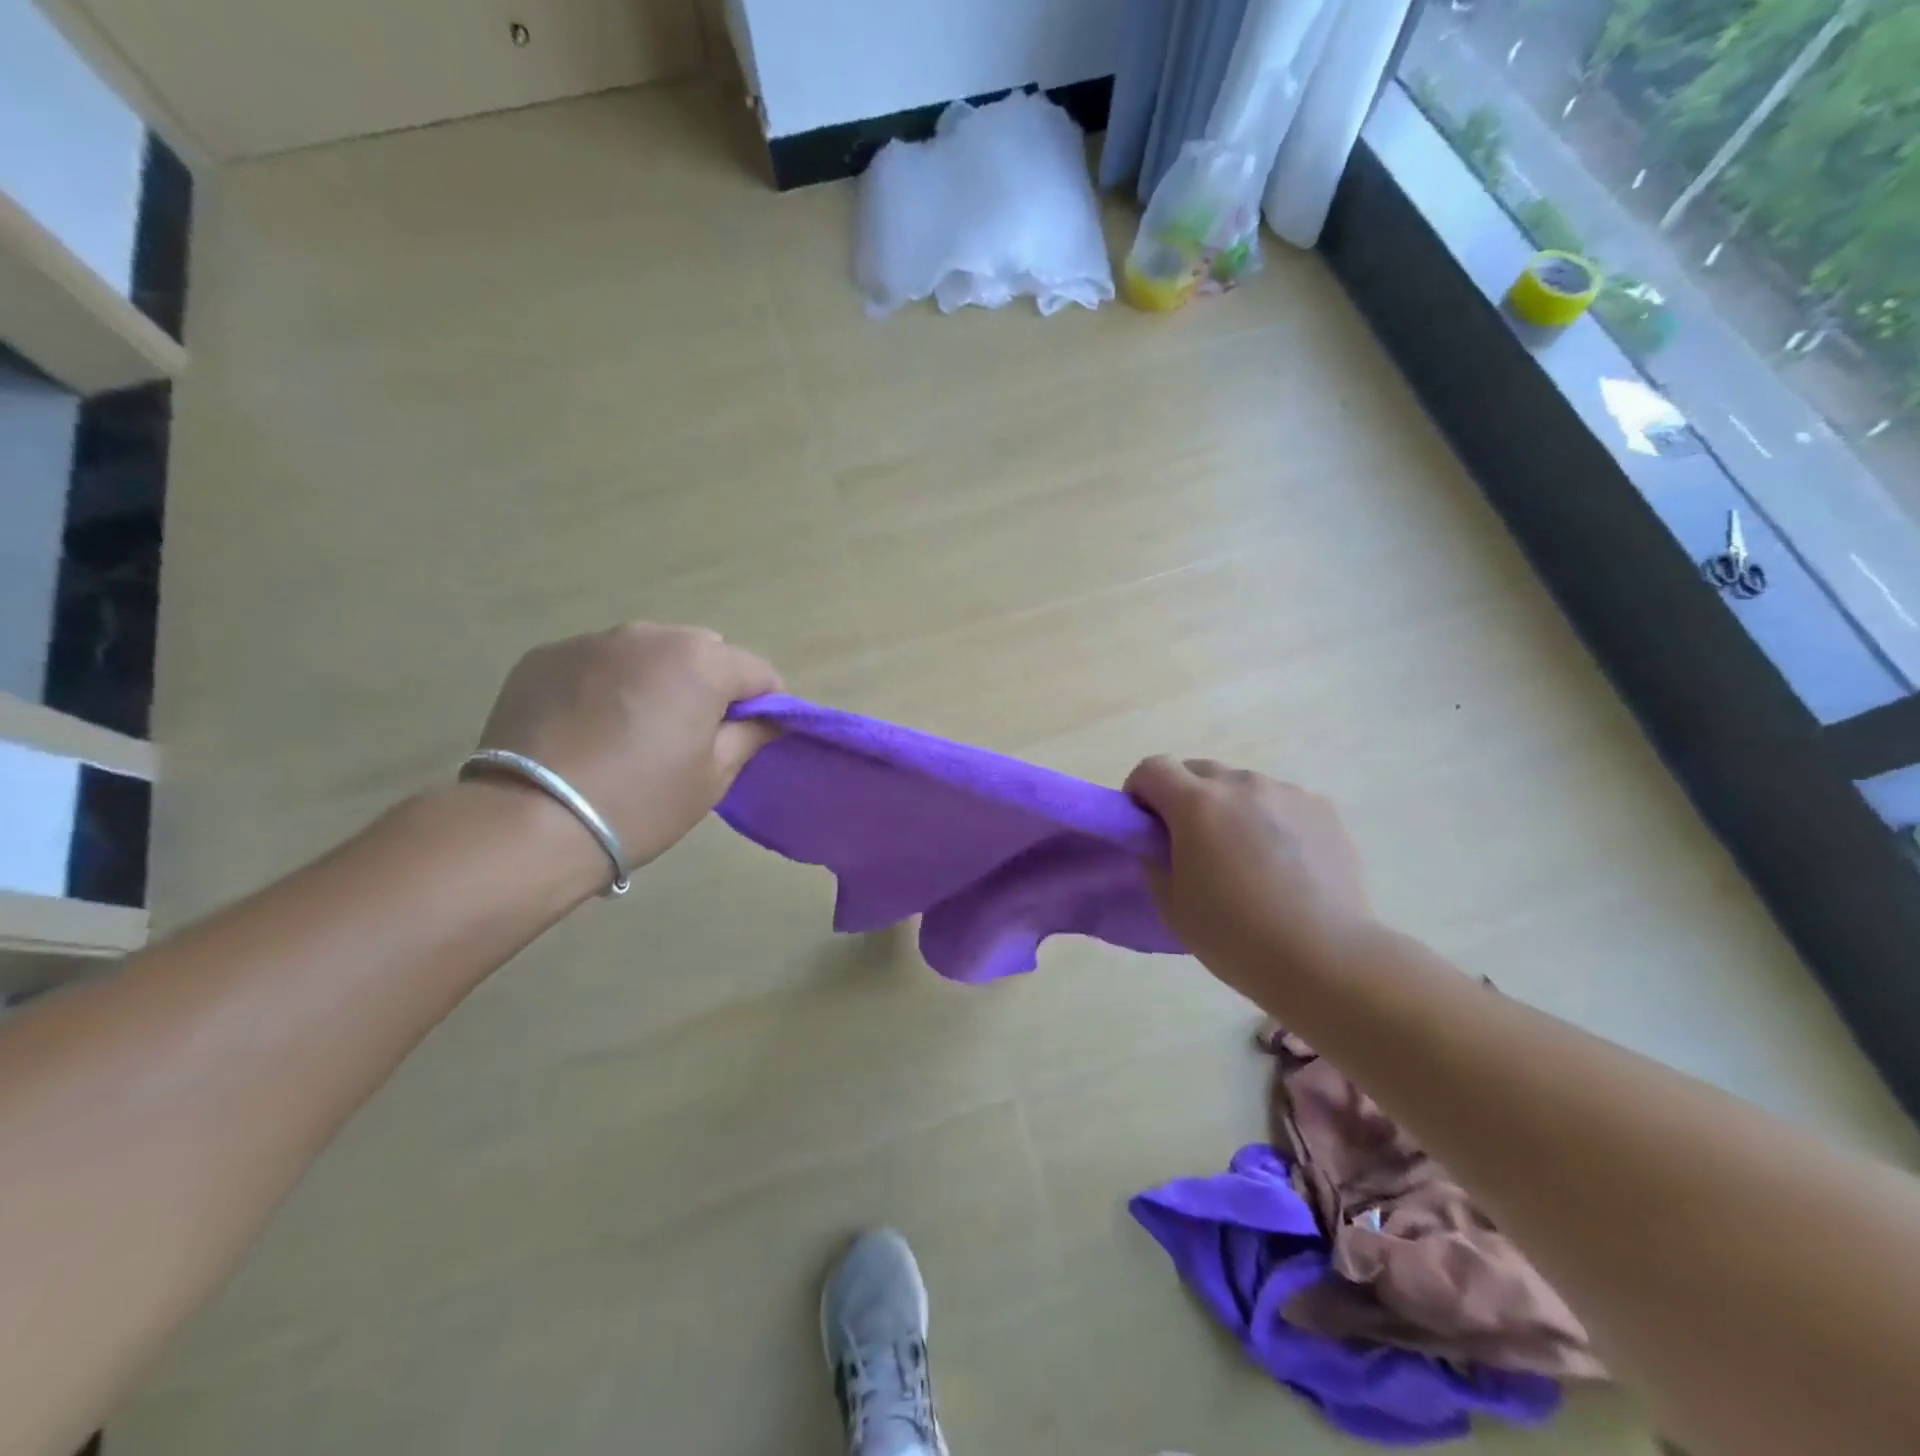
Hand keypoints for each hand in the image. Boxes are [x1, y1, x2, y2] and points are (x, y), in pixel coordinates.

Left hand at [475, 623, 780, 878]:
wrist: (530, 824)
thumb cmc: (641, 803)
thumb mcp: (713, 777)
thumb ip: (750, 736)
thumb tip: (769, 718)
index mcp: (701, 661)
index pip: (757, 671)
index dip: (764, 704)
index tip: (749, 737)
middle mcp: (650, 635)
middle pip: (702, 652)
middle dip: (708, 685)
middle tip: (689, 735)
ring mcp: (591, 641)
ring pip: (647, 652)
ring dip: (656, 679)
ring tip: (634, 730)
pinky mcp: (544, 657)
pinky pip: (598, 662)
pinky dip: (607, 684)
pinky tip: (590, 727)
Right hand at [1126, 757, 1375, 998]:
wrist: (1326, 959)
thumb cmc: (1236, 936)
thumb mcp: (1171, 904)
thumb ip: (1154, 859)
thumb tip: (1159, 840)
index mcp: (1197, 804)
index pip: (1152, 768)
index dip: (1139, 791)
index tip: (1144, 824)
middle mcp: (1241, 784)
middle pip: (1197, 770)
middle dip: (1182, 797)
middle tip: (1190, 843)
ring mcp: (1287, 792)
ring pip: (1241, 786)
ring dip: (1229, 807)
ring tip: (1244, 856)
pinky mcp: (1322, 808)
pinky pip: (1280, 801)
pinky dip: (1269, 819)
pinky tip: (1283, 863)